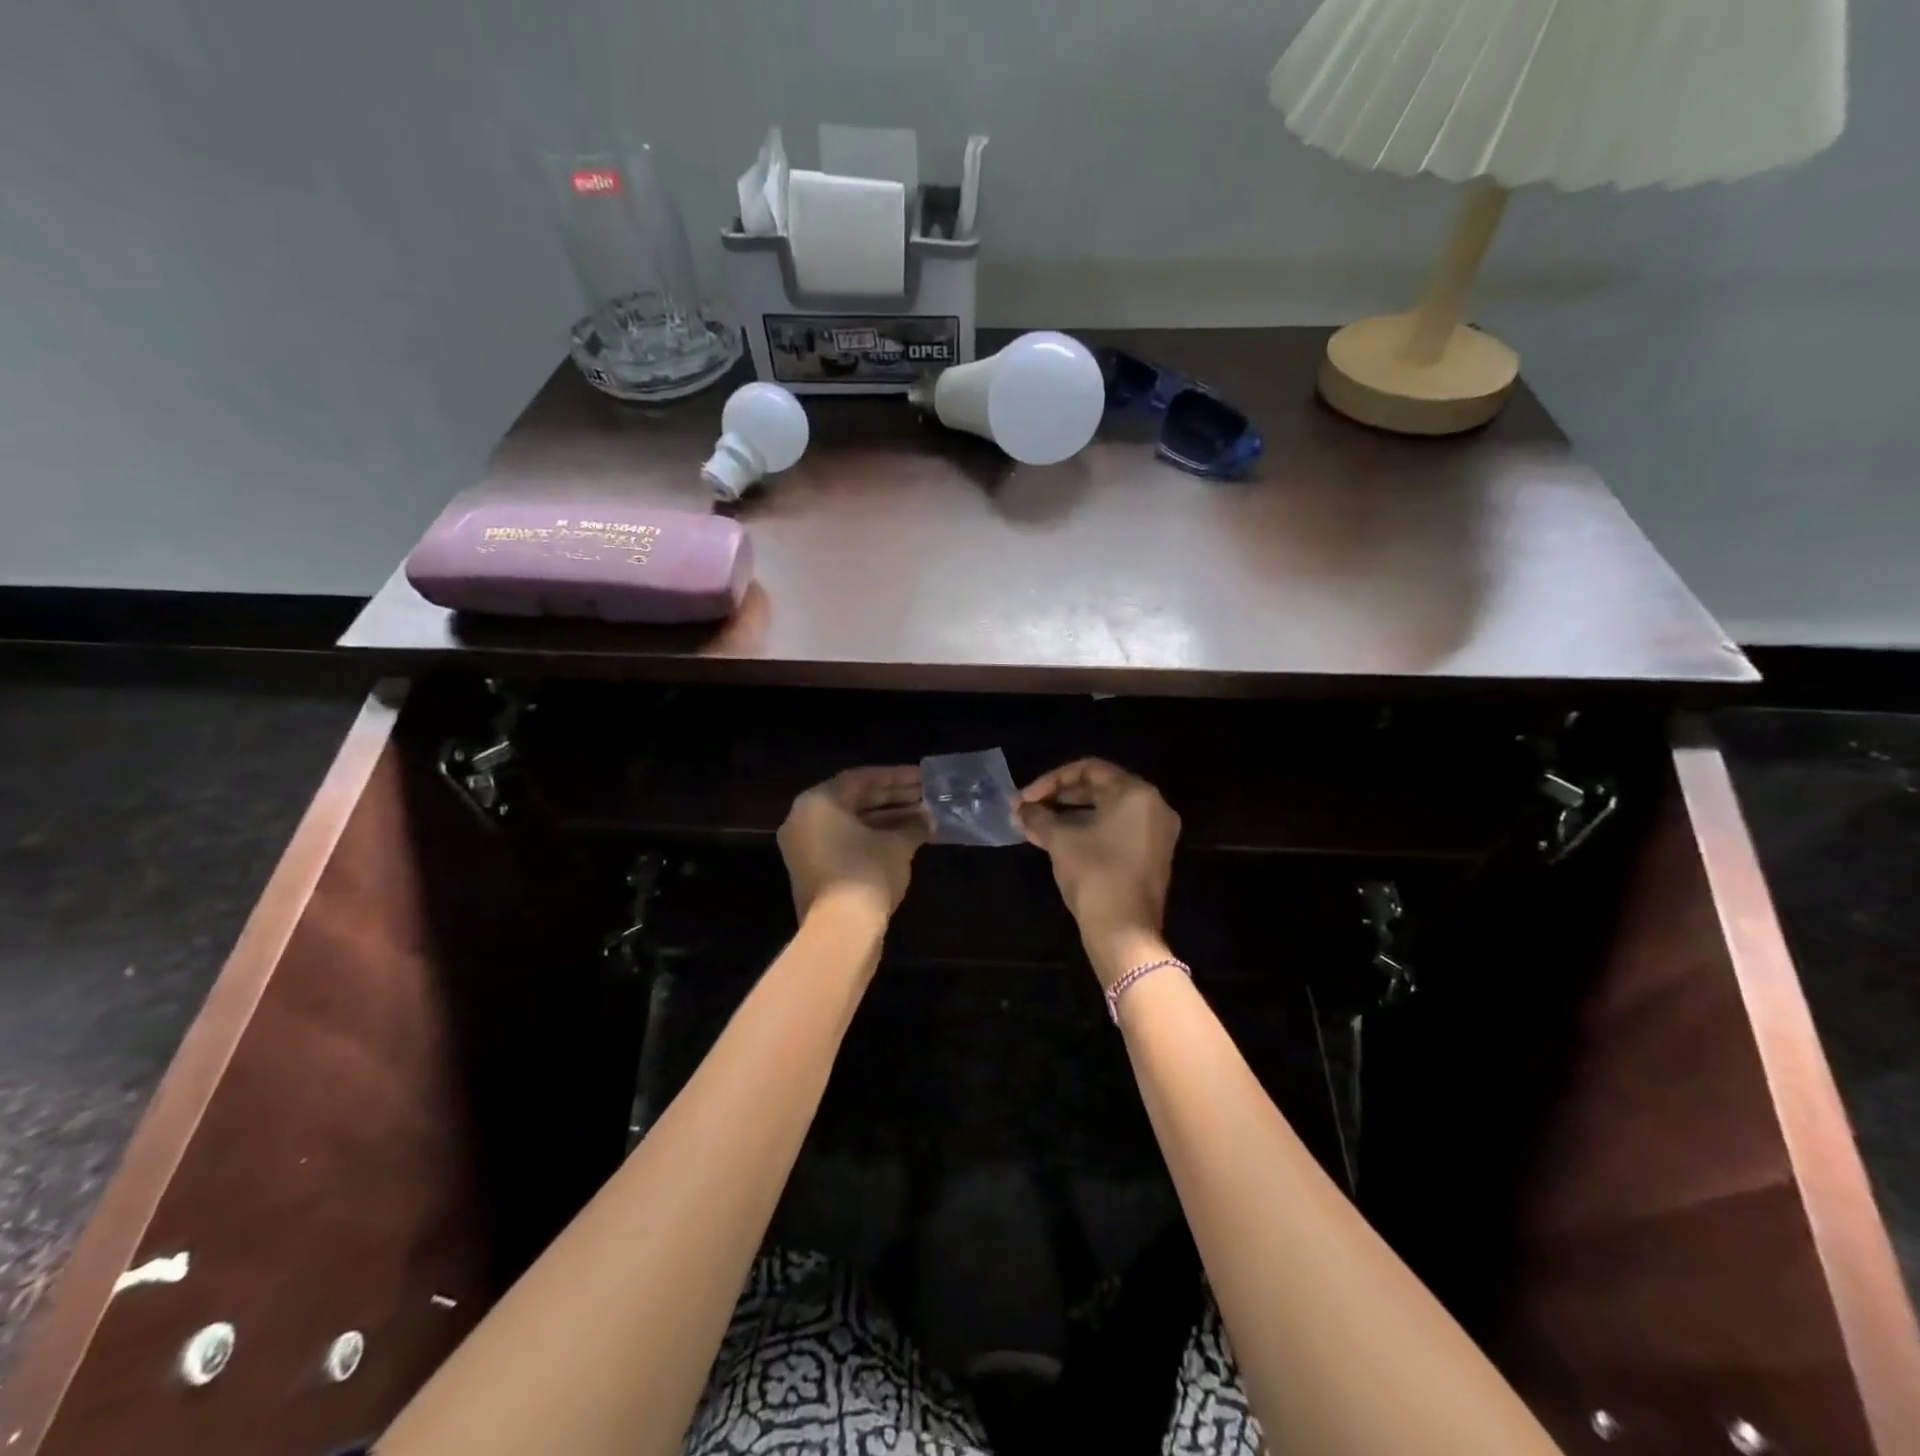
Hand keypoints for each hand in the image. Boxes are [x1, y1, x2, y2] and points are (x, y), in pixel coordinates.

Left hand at [778, 767, 929, 925]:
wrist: (840, 931)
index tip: (922, 778)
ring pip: (851, 824)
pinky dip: (873, 839)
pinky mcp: (813, 872)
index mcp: (817, 802)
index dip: (896, 777)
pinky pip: (845, 844)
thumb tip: (927, 819)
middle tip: (925, 796)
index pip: (861, 779)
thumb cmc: (866, 872)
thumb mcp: (897, 844)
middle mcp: (804, 819)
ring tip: (922, 818)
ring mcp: (805, 848)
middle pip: (854, 800)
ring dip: (887, 820)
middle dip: (893, 798)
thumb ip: (913, 825)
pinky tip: (905, 840)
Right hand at [1018, 759, 1180, 986]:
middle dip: (1059, 798)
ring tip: (1037, 826)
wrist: (1124, 932)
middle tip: (1029, 809)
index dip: (1051, 780)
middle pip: (1100, 788)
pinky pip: (1117, 830)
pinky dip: (1089, 830)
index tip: (1025, 799)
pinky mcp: (1152, 856)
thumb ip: (1038, 817)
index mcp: (1136, 793)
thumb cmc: (1094, 874)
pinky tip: (1059, 841)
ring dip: (1070, 815)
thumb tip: (1020, 810)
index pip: (1089, 769)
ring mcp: (1156, 833)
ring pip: (1107, 811)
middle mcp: (1153, 806)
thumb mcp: (1060, 839)